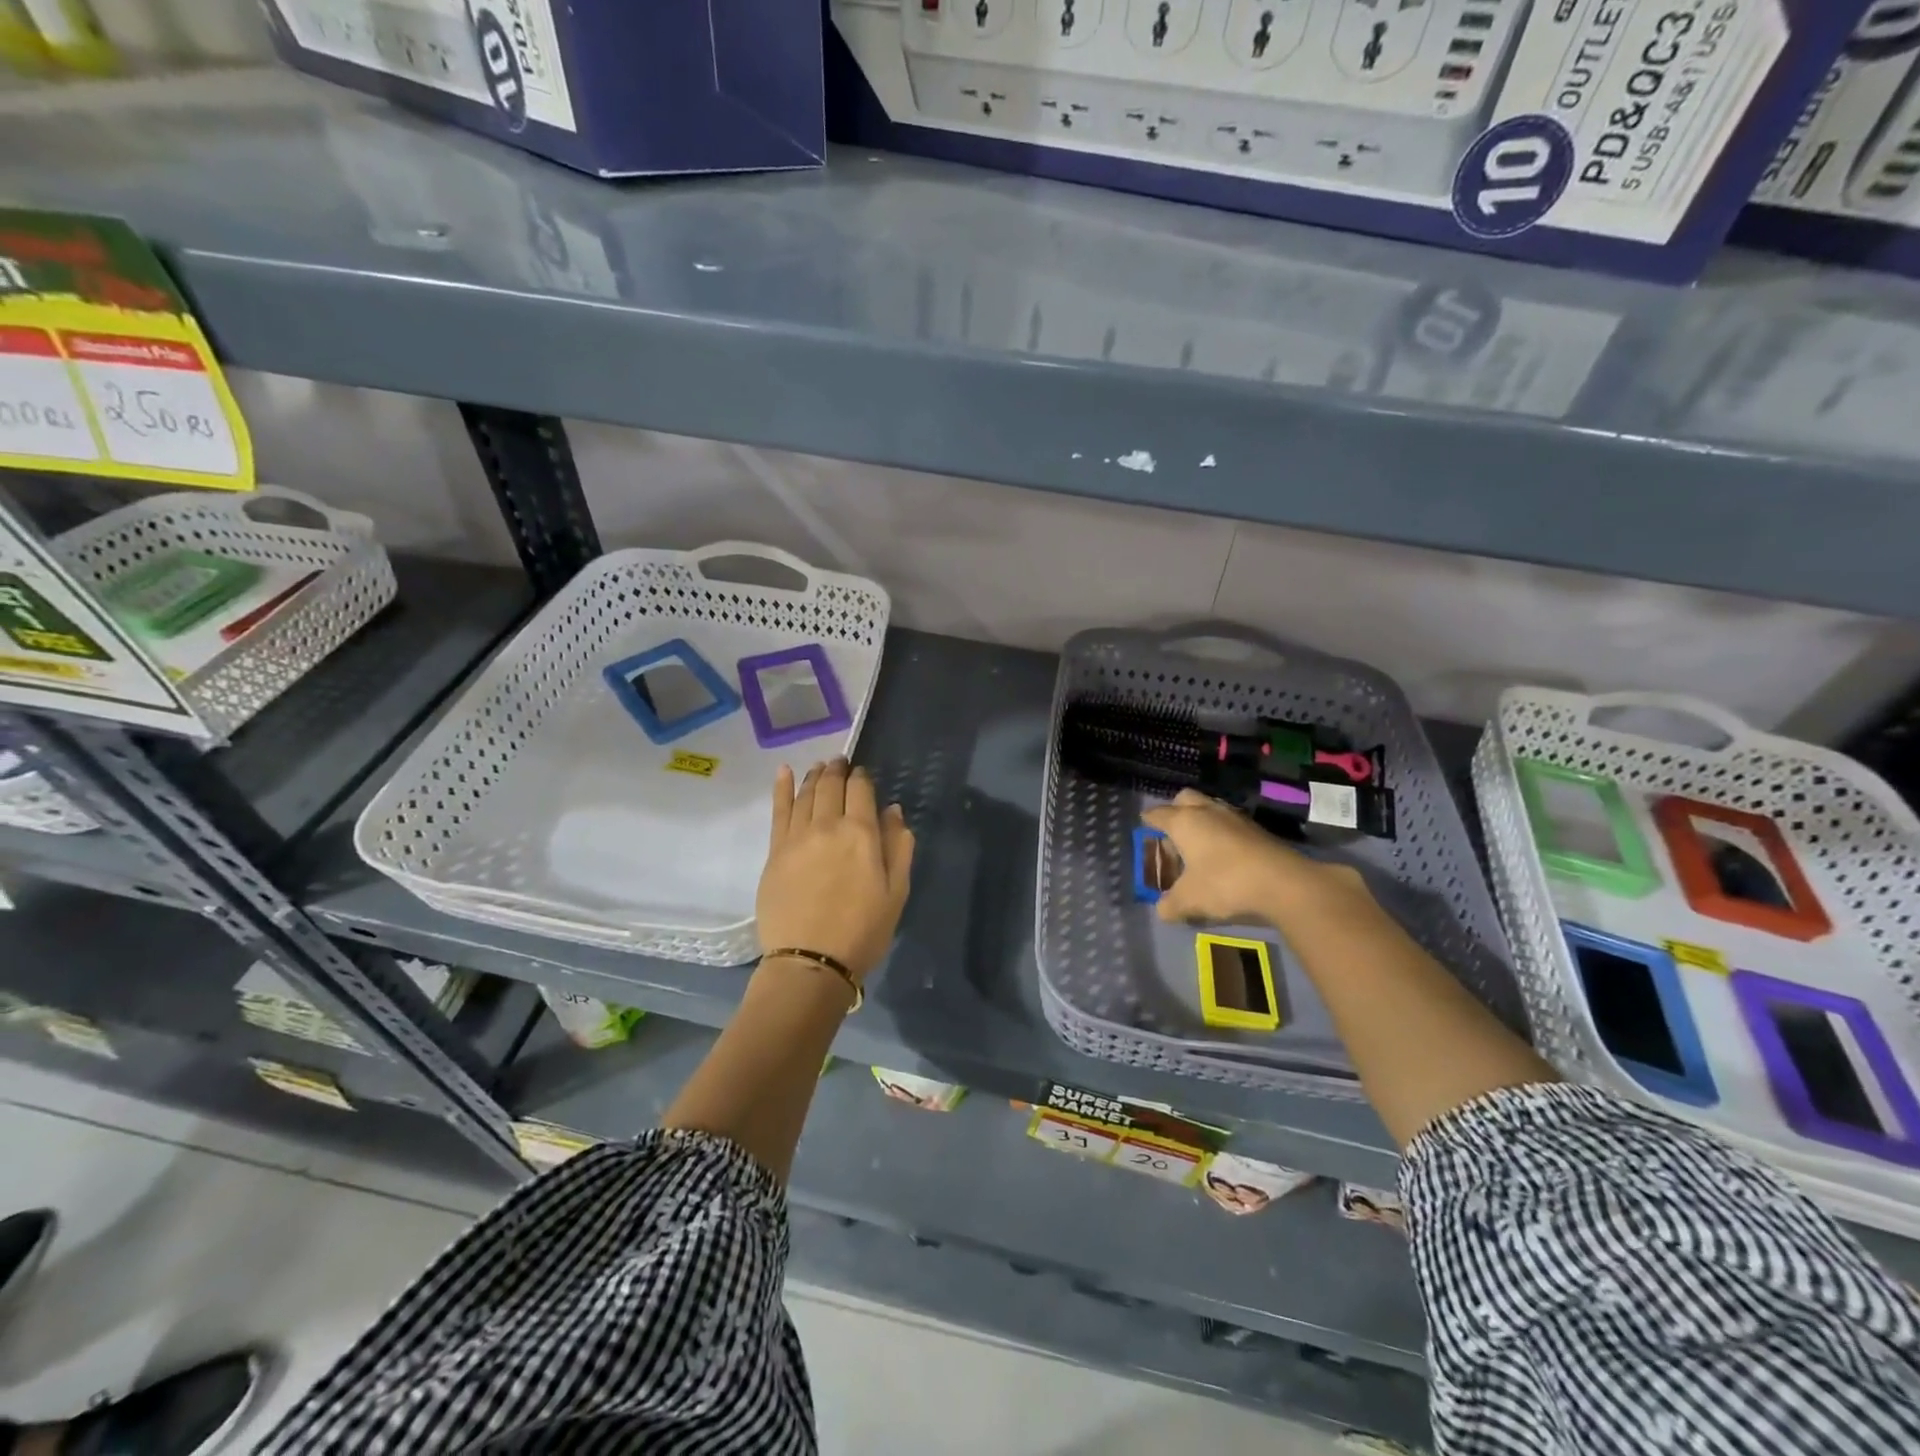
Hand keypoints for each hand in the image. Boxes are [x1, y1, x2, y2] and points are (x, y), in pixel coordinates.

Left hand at [757, 759, 914, 981]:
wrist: (811, 961)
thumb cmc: (863, 930)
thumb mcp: (896, 892)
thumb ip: (898, 846)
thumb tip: (893, 811)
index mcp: (862, 833)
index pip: (862, 791)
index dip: (863, 779)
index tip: (863, 775)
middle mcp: (828, 825)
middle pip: (831, 786)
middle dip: (838, 770)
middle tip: (840, 763)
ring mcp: (797, 836)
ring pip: (806, 794)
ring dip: (815, 776)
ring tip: (820, 767)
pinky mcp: (775, 851)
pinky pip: (779, 810)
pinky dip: (782, 787)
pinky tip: (784, 771)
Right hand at [1142, 788, 1362, 926]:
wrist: (1282, 883)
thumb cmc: (1224, 883)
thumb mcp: (1189, 900)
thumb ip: (1170, 904)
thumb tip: (1161, 910)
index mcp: (1184, 822)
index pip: (1158, 814)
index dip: (1149, 820)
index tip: (1144, 824)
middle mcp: (1207, 811)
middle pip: (1185, 799)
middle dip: (1176, 810)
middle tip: (1172, 834)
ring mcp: (1234, 817)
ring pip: (1210, 807)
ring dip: (1202, 820)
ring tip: (1198, 846)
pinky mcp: (1256, 829)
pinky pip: (1230, 822)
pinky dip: (1222, 832)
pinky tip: (1224, 854)